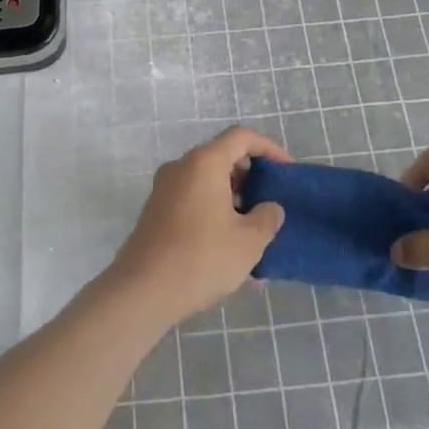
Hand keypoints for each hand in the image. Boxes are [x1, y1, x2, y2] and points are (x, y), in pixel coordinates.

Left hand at [106, 127, 289, 326]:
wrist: (142, 291)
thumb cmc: (201, 258)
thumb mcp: (248, 242)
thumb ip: (267, 218)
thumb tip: (270, 208)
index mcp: (205, 162)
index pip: (241, 137)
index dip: (269, 148)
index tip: (287, 171)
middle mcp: (182, 166)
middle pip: (222, 157)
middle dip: (251, 176)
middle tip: (270, 202)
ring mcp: (165, 188)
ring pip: (207, 181)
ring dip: (233, 198)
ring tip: (253, 231)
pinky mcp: (156, 211)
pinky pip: (193, 199)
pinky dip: (214, 211)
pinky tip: (228, 246)